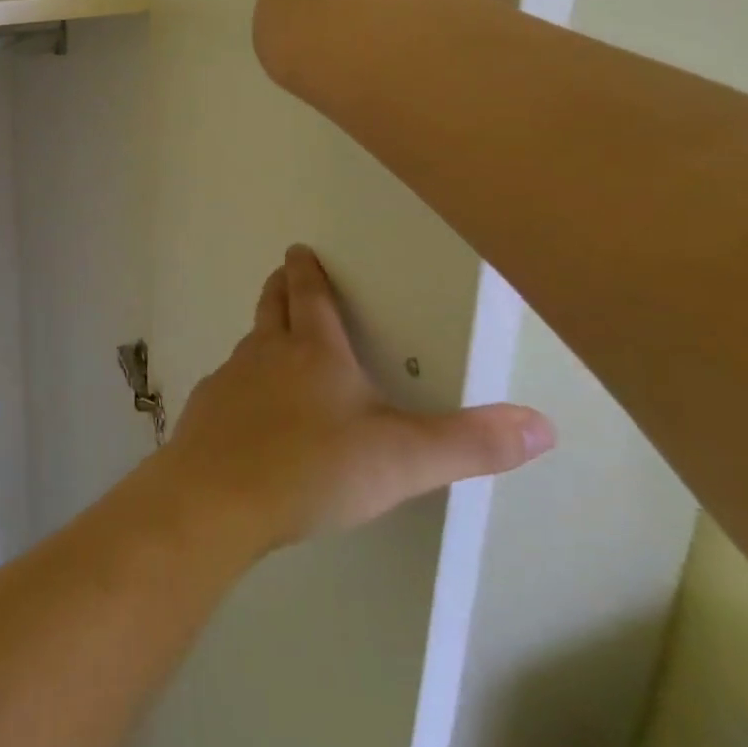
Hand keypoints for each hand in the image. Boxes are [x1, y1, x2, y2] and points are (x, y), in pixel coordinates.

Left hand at [163, 246, 553, 554]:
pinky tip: (247, 409)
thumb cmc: (313, 467)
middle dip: (279, 288)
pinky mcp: (206, 410)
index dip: (306, 272)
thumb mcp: (404, 459)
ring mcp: (230, 380)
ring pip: (248, 345)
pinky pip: (227, 385)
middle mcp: (266, 354)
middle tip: (281, 274)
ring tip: (272, 340)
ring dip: (261, 335)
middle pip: (271, 308)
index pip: (310, 297)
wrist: (219, 496)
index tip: (298, 250)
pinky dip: (241, 384)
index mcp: (313, 352)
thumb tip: (541, 425)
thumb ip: (470, 443)